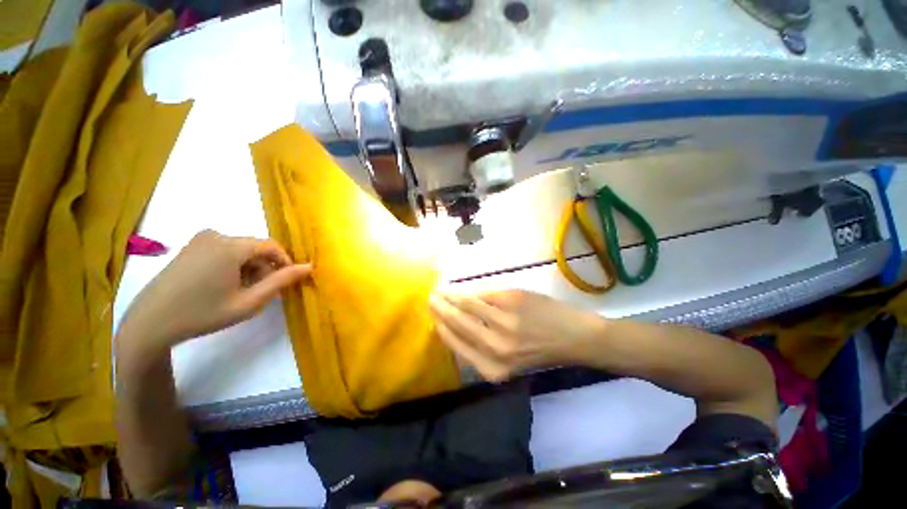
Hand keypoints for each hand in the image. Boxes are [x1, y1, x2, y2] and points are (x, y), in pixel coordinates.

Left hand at [118, 230, 310, 352]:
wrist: (150, 323)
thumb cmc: (202, 314)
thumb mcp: (249, 301)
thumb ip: (281, 281)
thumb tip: (309, 266)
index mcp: (230, 247)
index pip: (272, 246)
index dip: (285, 262)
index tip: (286, 282)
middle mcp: (215, 236)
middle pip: (256, 248)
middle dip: (265, 268)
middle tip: (263, 292)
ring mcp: (200, 240)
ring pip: (241, 250)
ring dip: (250, 268)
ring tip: (243, 292)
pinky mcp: (190, 247)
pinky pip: (225, 250)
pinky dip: (234, 265)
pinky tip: (225, 285)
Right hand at [429, 289, 605, 381]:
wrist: (574, 337)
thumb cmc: (540, 350)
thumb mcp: (509, 361)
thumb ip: (481, 348)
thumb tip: (454, 326)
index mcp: (493, 368)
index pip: (457, 345)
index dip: (442, 329)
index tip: (433, 318)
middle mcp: (495, 347)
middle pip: (458, 323)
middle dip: (441, 309)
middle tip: (431, 299)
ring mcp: (504, 321)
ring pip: (468, 305)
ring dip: (452, 296)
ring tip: (443, 291)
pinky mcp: (511, 300)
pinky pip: (483, 294)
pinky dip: (471, 291)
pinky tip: (464, 288)